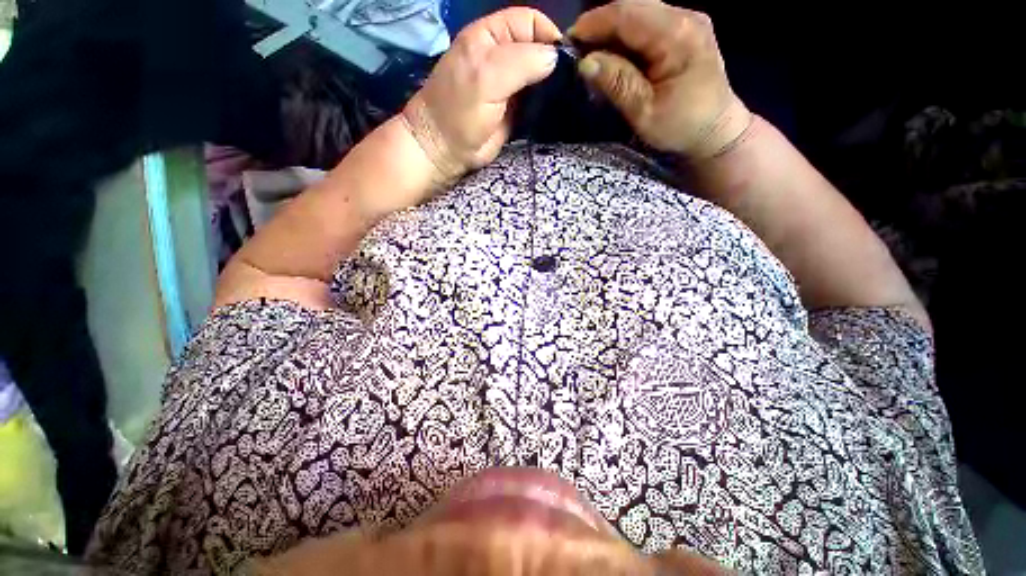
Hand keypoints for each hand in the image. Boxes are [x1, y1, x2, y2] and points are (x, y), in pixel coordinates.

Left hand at [403, 8, 561, 183]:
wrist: (447, 150)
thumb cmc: (460, 110)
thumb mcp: (486, 77)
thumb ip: (521, 62)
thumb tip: (555, 58)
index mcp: (491, 36)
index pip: (530, 21)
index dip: (549, 34)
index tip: (565, 60)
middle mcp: (503, 56)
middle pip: (538, 47)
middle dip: (555, 61)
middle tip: (570, 82)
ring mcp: (510, 85)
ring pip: (540, 75)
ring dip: (553, 84)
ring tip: (567, 96)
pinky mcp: (515, 110)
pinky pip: (537, 99)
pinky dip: (547, 102)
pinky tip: (557, 108)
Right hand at [570, 0, 750, 159]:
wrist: (717, 130)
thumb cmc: (681, 126)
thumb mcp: (645, 111)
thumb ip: (617, 83)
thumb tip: (585, 62)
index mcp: (677, 35)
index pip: (626, 15)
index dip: (593, 24)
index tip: (568, 42)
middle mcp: (685, 17)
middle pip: (633, 9)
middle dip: (601, 26)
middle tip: (577, 50)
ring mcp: (688, 21)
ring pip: (640, 15)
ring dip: (613, 32)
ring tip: (592, 53)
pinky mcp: (687, 30)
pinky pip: (650, 24)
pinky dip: (628, 37)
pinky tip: (616, 54)